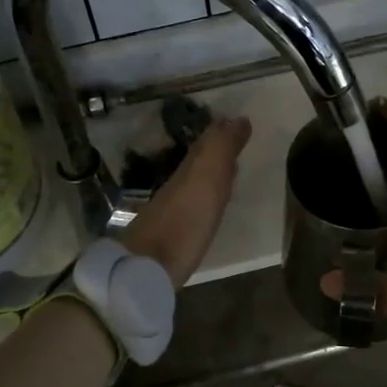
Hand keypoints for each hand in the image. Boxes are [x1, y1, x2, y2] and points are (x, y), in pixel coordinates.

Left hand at [122, 116, 251, 285]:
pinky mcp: (171, 236)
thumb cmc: (184, 221)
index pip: (207, 143)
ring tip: (230, 173)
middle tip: (236, 144)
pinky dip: (204, 200)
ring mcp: (172, 210)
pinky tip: (209, 208)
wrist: (147, 267)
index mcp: (189, 169)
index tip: (239, 124)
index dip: (221, 132)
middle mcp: (178, 185)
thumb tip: (238, 119)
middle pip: (198, 162)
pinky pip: (192, 207)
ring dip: (211, 176)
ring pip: (194, 184)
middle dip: (216, 151)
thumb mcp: (207, 178)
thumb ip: (221, 148)